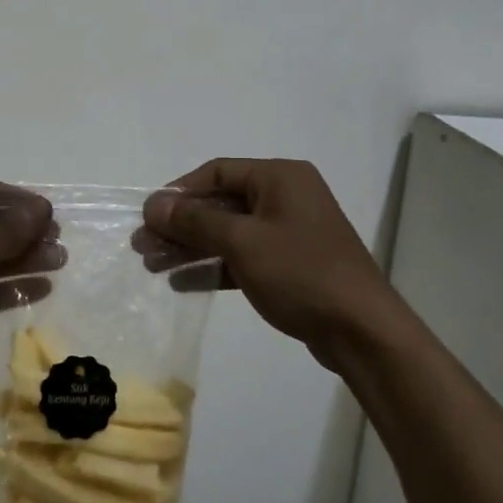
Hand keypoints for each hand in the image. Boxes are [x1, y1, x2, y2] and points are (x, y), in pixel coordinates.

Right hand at [140, 159, 395, 371]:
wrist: (361, 330)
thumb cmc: (301, 273)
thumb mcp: (242, 242)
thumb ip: (195, 220)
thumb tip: (153, 203)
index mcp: (280, 177)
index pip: (218, 172)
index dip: (179, 191)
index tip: (148, 215)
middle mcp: (285, 196)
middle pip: (220, 203)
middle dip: (180, 224)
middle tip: (141, 246)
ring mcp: (288, 232)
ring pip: (228, 232)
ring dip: (191, 247)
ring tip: (152, 265)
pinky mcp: (289, 265)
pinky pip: (243, 257)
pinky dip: (214, 266)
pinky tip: (182, 282)